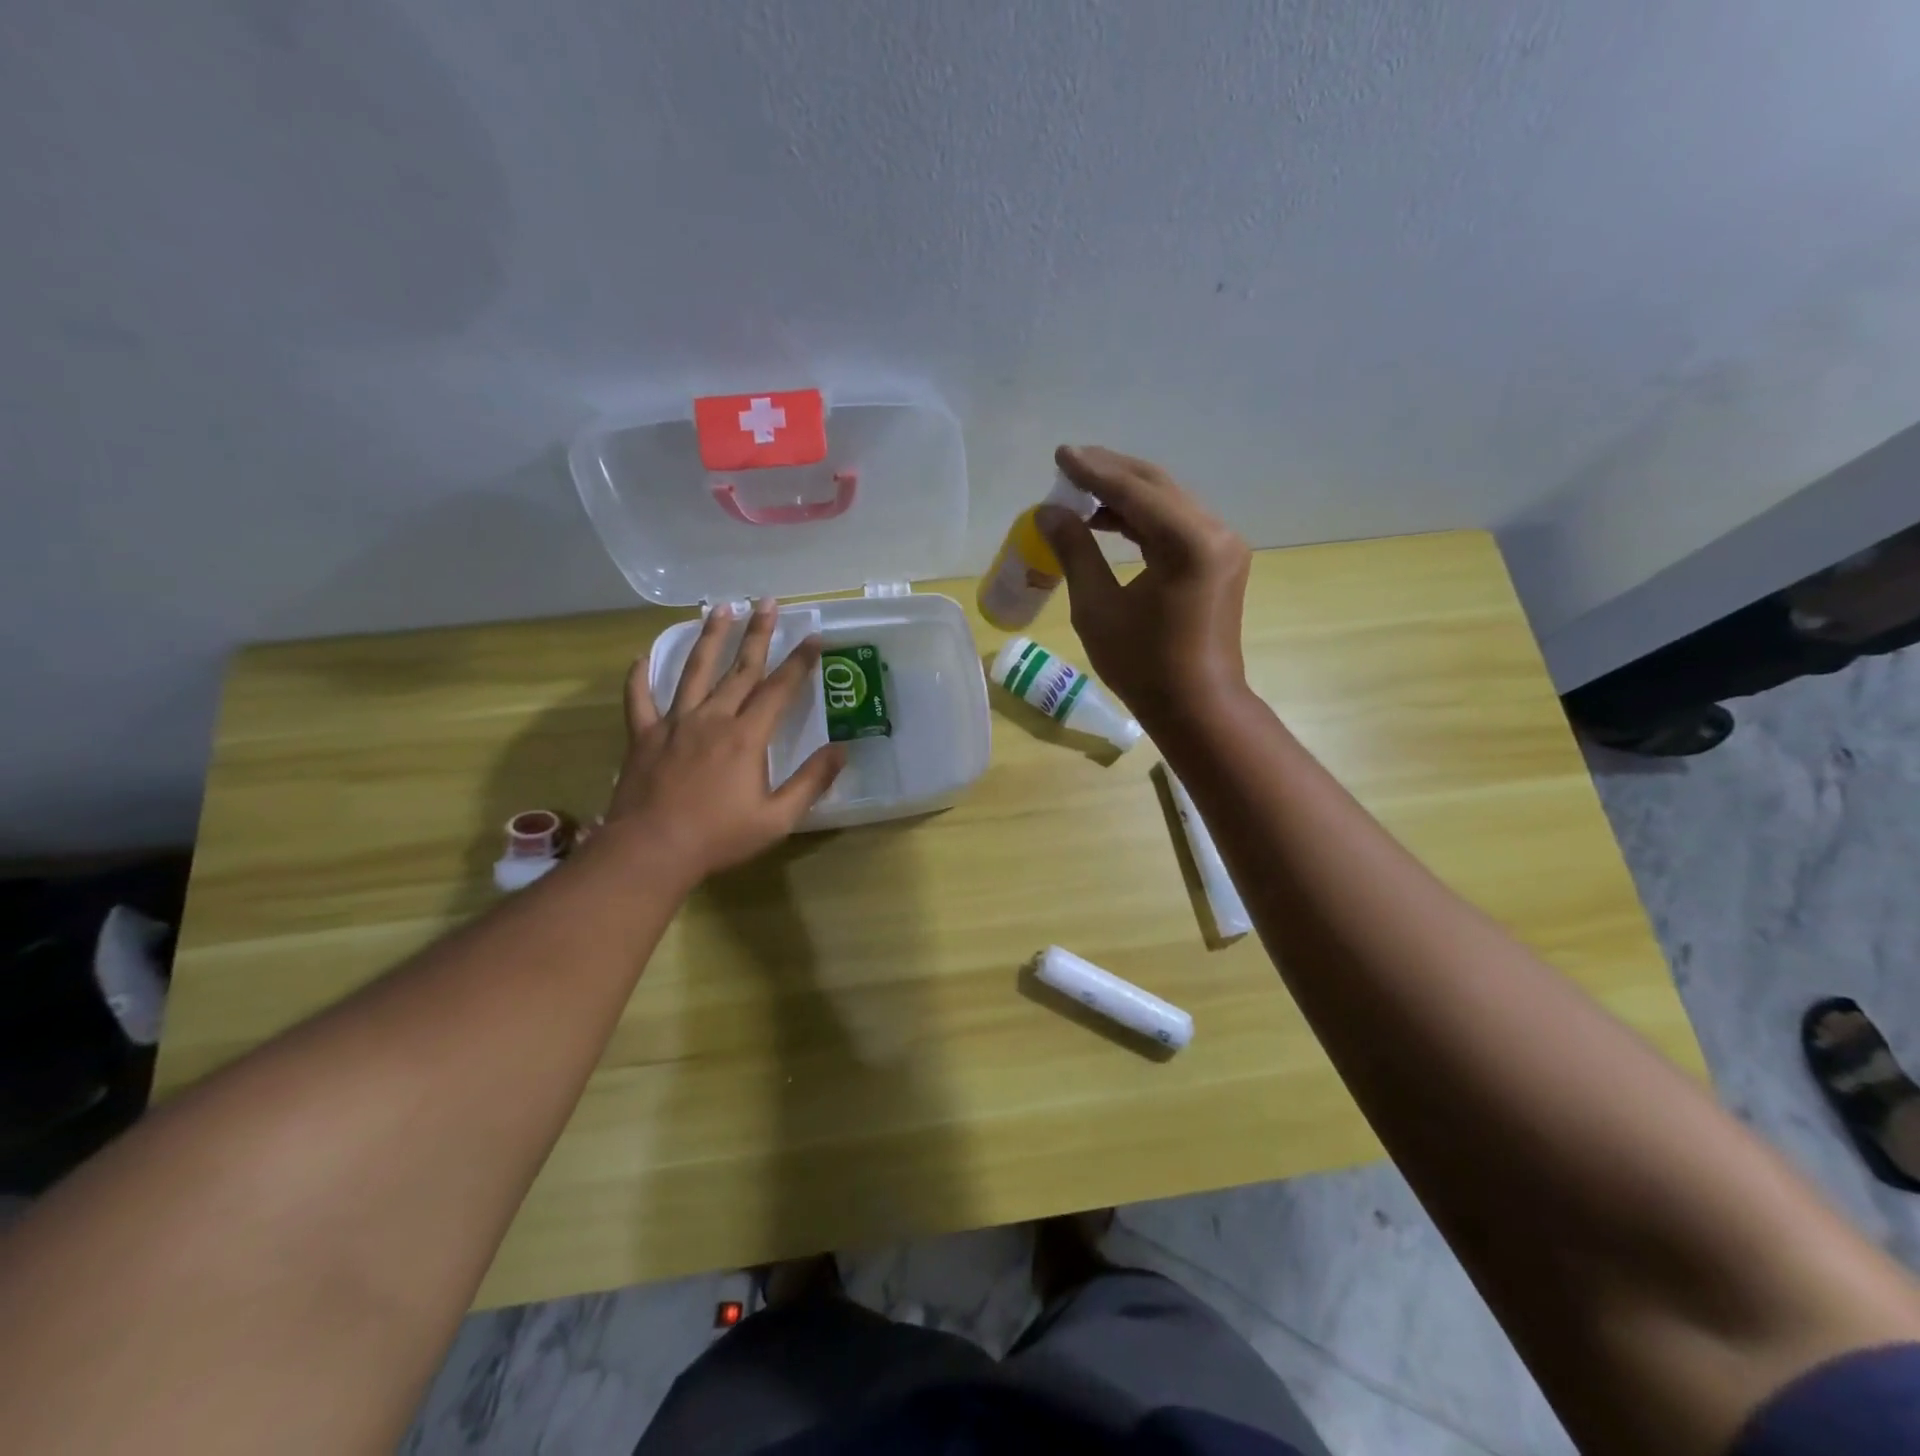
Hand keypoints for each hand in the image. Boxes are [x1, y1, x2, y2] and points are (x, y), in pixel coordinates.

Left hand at [602, 599, 844, 882]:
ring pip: (694, 671)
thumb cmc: (719, 837)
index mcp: (747, 737)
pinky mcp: (644, 736)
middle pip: (739, 669)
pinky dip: (639, 677)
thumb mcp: (777, 818)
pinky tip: (641, 658)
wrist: (651, 851)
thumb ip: (811, 782)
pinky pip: (639, 700)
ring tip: (720, 608)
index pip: (779, 689)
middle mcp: (712, 718)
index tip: (813, 636)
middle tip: (768, 601)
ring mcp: (674, 724)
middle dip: (757, 633)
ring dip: (709, 638)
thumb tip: (841, 750)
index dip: (799, 662)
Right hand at [1038, 444, 1251, 727]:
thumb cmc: (1143, 666)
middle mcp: (1214, 533)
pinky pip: (1178, 525)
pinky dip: (1144, 519)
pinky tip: (1110, 522)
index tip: (1061, 455)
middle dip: (1111, 472)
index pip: (1134, 491)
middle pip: (1157, 486)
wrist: (1198, 708)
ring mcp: (1222, 547)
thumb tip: (1049, 513)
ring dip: (1126, 495)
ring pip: (1169, 503)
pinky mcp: (1220, 562)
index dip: (1093, 471)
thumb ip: (1075, 552)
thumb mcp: (1097, 608)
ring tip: (1082, 491)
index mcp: (1188, 543)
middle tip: (1070, 463)